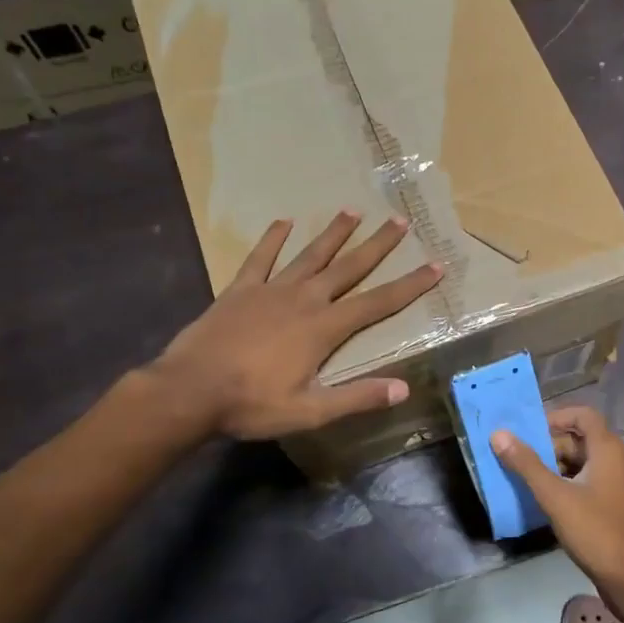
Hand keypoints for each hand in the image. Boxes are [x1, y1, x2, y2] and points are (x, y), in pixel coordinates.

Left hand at [155, 211, 442, 439]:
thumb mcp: (310, 410)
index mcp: (324, 328)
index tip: (434, 266)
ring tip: (352, 211)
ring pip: (310, 255)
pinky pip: (261, 258)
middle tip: (399, 221)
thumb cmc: (252, 404)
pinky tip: (283, 222)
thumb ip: (357, 398)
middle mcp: (304, 299)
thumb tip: (403, 388)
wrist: (189, 390)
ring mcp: (270, 290)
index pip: (378, 302)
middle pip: (349, 267)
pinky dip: (273, 240)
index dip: (409, 285)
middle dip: (377, 245)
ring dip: (333, 234)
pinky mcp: (240, 290)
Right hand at [491, 406, 623, 598]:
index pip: (582, 415)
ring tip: (522, 479)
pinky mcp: (610, 505)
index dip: (555, 416)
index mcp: (607, 449)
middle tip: (516, 458)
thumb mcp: (555, 496)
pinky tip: (541, 501)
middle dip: (547, 446)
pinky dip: (563, 485)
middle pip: (578, 439)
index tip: (528, 430)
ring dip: (552, 467)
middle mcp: (614, 460)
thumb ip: (526, 464)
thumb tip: (499, 434)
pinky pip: (583, 483)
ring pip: (579, 463)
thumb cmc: (596, 531)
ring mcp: (614, 484)